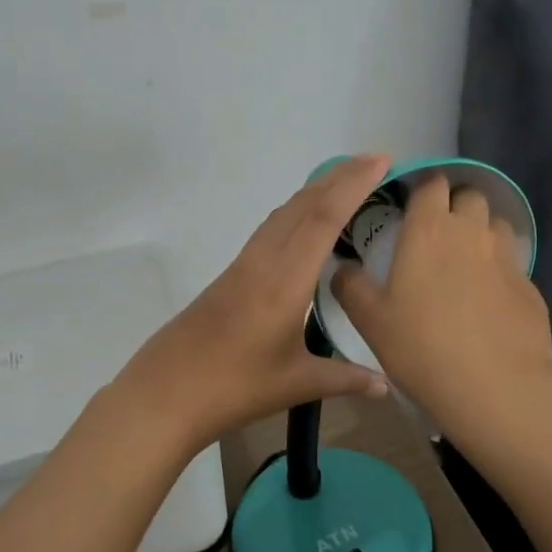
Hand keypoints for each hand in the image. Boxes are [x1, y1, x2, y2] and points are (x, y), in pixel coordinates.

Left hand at [119, 155, 393, 450]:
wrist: (165, 391)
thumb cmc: (233, 387)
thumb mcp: (296, 384)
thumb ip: (344, 378)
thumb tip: (386, 386)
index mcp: (284, 281)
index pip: (323, 219)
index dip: (353, 186)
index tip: (381, 161)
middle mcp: (263, 261)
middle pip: (303, 205)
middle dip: (339, 177)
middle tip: (375, 160)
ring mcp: (243, 265)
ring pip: (283, 214)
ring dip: (315, 191)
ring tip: (347, 181)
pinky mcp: (231, 275)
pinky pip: (269, 230)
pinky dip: (296, 212)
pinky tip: (305, 223)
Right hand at [331, 174, 551, 440]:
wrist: (495, 388)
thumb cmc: (421, 347)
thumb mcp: (369, 320)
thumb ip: (350, 286)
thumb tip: (342, 268)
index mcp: (429, 230)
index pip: (432, 183)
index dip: (421, 188)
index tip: (408, 205)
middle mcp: (471, 232)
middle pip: (470, 195)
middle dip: (454, 204)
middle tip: (435, 233)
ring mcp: (506, 257)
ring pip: (495, 225)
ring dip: (479, 232)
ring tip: (463, 262)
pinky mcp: (530, 286)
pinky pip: (511, 263)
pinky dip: (498, 269)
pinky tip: (487, 300)